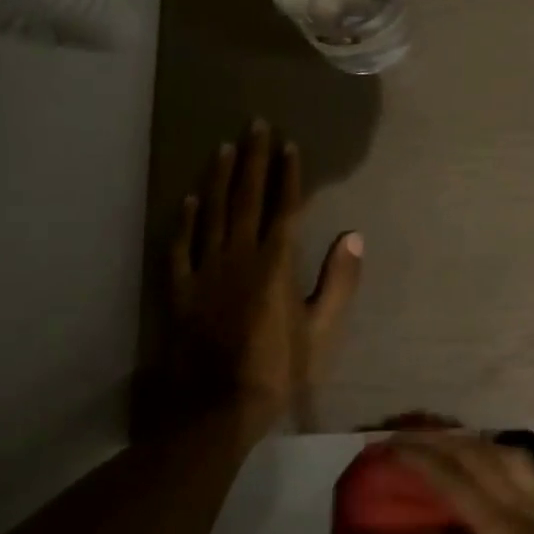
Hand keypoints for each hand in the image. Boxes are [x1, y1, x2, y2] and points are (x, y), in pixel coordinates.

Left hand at [138, 121, 363, 442]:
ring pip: (213, 214)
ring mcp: (205, 271)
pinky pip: (181, 247)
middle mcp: (239, 257)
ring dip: (221, 178)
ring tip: (225, 147)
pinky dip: (186, 221)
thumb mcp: (322, 329)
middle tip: (255, 125)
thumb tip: (353, 235)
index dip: (288, 175)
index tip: (289, 144)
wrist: (216, 409)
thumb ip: (339, 281)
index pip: (284, 208)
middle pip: (248, 199)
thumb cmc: (278, 369)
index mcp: (276, 264)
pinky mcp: (180, 291)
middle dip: (255, 160)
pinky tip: (189, 199)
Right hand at [387, 431, 533, 533]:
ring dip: (467, 440)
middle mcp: (522, 508)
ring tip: (436, 440)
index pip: (455, 481)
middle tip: (404, 434)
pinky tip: (477, 458)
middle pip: (478, 455)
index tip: (390, 444)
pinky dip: (493, 451)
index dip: (421, 458)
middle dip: (439, 439)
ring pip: (502, 452)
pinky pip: (519, 465)